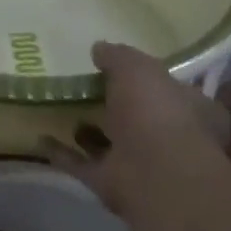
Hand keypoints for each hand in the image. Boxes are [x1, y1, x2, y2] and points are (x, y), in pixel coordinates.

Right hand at [41, 42, 230, 216]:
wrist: (154, 174)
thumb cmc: (157, 113)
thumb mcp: (137, 69)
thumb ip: (118, 57)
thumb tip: (99, 49)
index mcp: (191, 109)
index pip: (172, 90)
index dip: (149, 79)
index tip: (118, 69)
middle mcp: (169, 138)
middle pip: (139, 117)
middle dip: (115, 105)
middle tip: (83, 87)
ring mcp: (139, 163)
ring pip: (109, 142)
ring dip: (88, 131)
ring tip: (59, 110)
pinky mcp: (110, 181)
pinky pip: (81, 163)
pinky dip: (61, 152)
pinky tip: (39, 137)